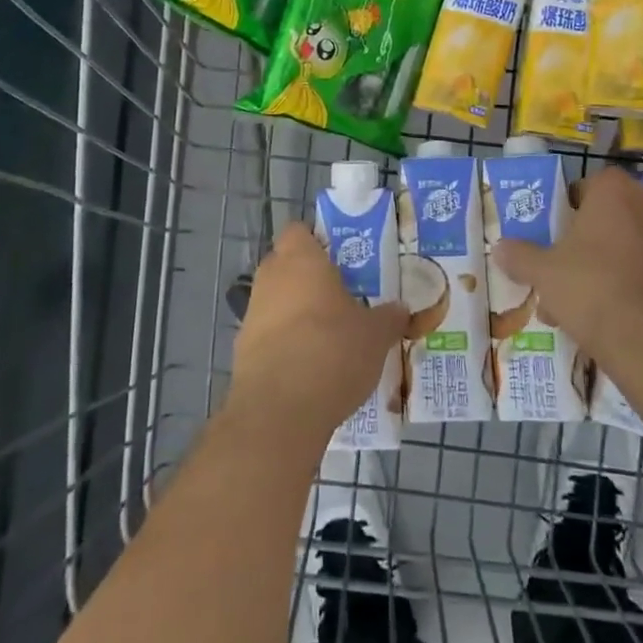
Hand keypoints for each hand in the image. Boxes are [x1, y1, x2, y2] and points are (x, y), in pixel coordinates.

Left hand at [228, 222, 407, 445]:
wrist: (279, 411)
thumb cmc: (332, 351)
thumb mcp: (376, 335)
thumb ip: (388, 317)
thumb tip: (400, 309)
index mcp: (301, 260)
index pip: (299, 231)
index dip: (317, 241)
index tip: (341, 259)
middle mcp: (271, 278)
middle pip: (286, 265)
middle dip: (309, 279)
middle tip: (341, 297)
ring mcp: (252, 314)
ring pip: (276, 301)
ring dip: (296, 313)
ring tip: (329, 337)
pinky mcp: (242, 351)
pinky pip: (268, 336)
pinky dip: (285, 345)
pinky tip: (309, 368)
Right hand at [495, 167, 642, 361]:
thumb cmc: (591, 287)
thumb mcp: (542, 271)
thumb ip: (520, 256)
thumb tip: (500, 248)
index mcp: (615, 191)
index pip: (588, 184)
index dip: (567, 206)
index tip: (552, 232)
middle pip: (607, 217)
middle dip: (583, 241)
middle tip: (560, 267)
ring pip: (625, 247)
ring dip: (601, 266)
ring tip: (573, 303)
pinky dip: (625, 286)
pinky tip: (602, 318)